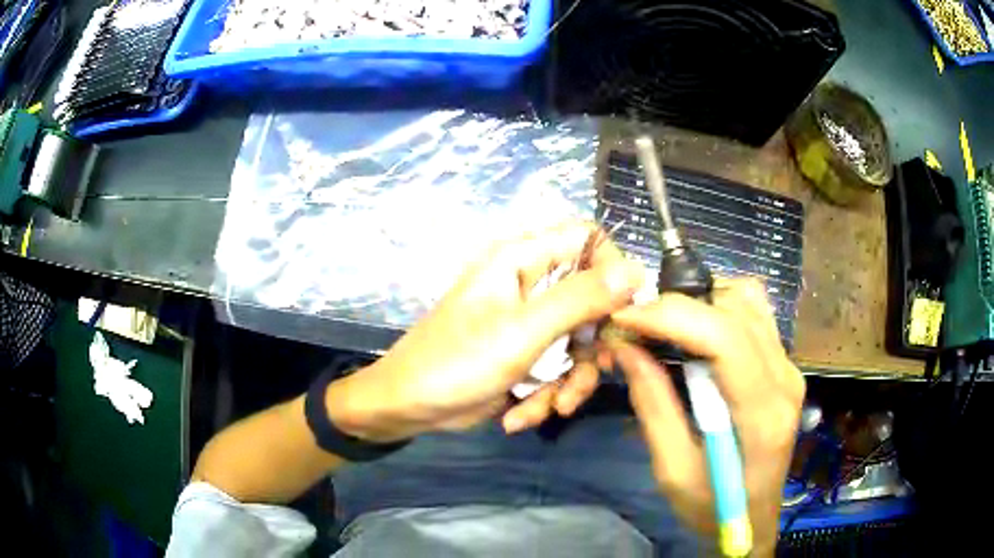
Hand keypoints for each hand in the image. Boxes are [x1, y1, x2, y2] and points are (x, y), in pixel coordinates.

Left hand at [327, 222, 644, 442]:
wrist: (409, 408)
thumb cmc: (456, 362)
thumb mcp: (523, 332)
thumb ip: (580, 300)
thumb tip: (636, 270)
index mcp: (523, 261)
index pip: (586, 239)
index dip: (613, 268)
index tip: (627, 311)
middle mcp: (530, 286)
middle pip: (591, 301)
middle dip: (592, 347)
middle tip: (596, 372)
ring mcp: (528, 324)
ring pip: (579, 344)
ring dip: (569, 383)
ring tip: (548, 407)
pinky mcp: (525, 357)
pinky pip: (557, 370)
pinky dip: (545, 396)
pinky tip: (518, 416)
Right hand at [609, 278, 803, 553]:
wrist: (754, 519)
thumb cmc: (712, 508)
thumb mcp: (673, 471)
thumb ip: (653, 406)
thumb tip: (626, 348)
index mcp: (761, 414)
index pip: (725, 338)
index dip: (672, 316)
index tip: (624, 319)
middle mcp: (785, 378)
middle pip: (737, 309)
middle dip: (679, 305)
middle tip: (636, 326)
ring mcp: (789, 368)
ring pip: (749, 300)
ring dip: (701, 301)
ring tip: (664, 326)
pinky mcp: (784, 365)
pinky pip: (754, 314)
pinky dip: (719, 308)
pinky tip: (695, 332)